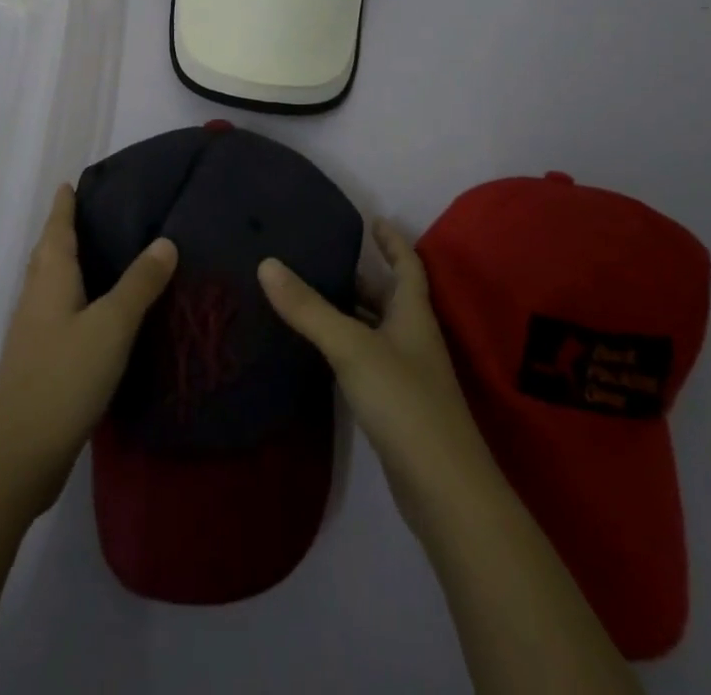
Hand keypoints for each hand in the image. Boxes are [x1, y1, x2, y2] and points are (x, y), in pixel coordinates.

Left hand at [0, 184, 177, 515]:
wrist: (19, 455)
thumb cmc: (64, 377)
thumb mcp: (111, 325)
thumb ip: (139, 284)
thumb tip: (165, 240)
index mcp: (50, 279)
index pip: (57, 229)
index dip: (64, 205)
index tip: (73, 182)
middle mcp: (36, 297)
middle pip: (48, 253)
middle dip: (65, 230)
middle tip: (94, 212)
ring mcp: (34, 332)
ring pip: (51, 283)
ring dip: (69, 263)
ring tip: (101, 254)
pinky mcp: (39, 361)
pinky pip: (58, 311)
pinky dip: (75, 297)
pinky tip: (97, 312)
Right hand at [259, 219, 493, 528]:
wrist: (444, 490)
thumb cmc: (404, 401)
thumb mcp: (351, 347)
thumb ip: (309, 308)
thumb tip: (267, 263)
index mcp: (413, 314)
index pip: (408, 265)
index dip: (393, 242)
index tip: (374, 220)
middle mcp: (414, 338)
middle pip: (389, 297)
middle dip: (361, 278)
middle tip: (321, 260)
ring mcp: (408, 375)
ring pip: (377, 331)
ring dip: (350, 313)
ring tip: (310, 299)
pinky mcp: (397, 407)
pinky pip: (368, 361)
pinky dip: (347, 348)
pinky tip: (320, 353)